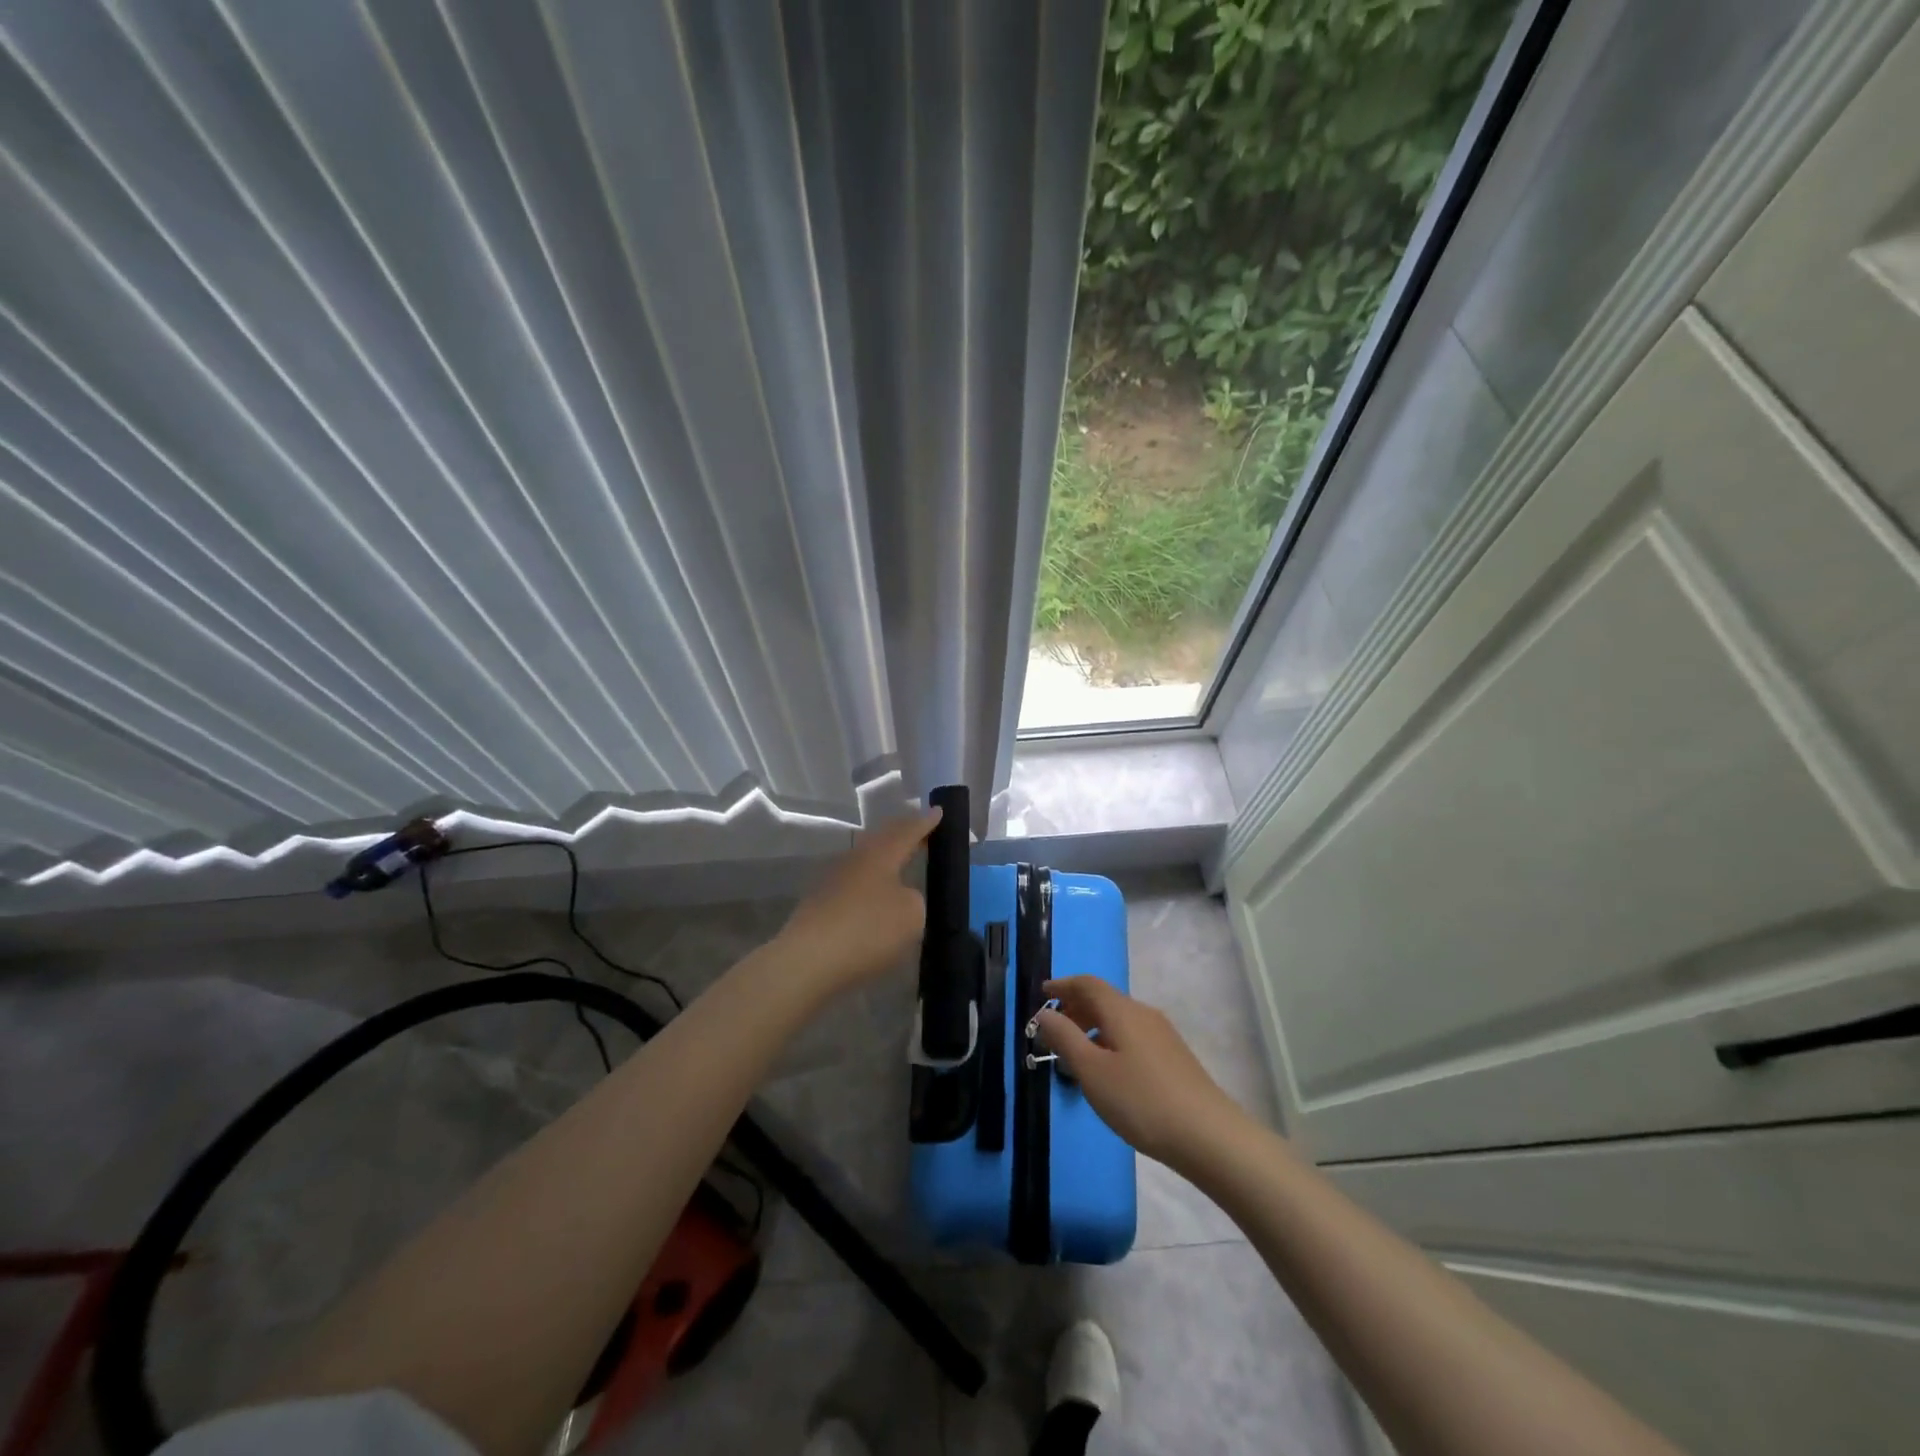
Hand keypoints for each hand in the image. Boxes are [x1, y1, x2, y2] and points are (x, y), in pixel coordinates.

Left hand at [774, 808, 940, 998]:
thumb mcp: (911, 915)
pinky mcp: (820, 904)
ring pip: (866, 861)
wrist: (808, 961)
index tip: (938, 810)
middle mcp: (855, 859)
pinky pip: (854, 884)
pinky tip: (876, 898)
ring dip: (885, 859)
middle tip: (921, 832)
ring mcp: (833, 880)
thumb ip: (913, 899)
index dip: (925, 822)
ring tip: (901, 863)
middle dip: (903, 834)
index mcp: (880, 854)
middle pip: (882, 840)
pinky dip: (870, 885)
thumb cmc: (867, 930)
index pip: (907, 831)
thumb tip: (898, 896)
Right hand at [1034, 975, 1249, 1169]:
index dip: (1063, 985)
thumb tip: (1046, 1014)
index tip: (1042, 994)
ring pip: (1119, 1019)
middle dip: (1076, 1008)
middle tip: (1053, 1030)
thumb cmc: (1141, 1101)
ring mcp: (1163, 1035)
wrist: (1209, 1136)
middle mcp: (1143, 1014)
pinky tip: (1109, 1071)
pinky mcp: (1174, 1057)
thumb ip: (1065, 1038)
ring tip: (1076, 1055)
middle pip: (1104, 999)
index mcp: (1122, 1011)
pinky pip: (1133, 1036)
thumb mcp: (1092, 1071)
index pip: (1087, 984)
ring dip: (1093, 1027)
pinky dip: (1111, 1040)